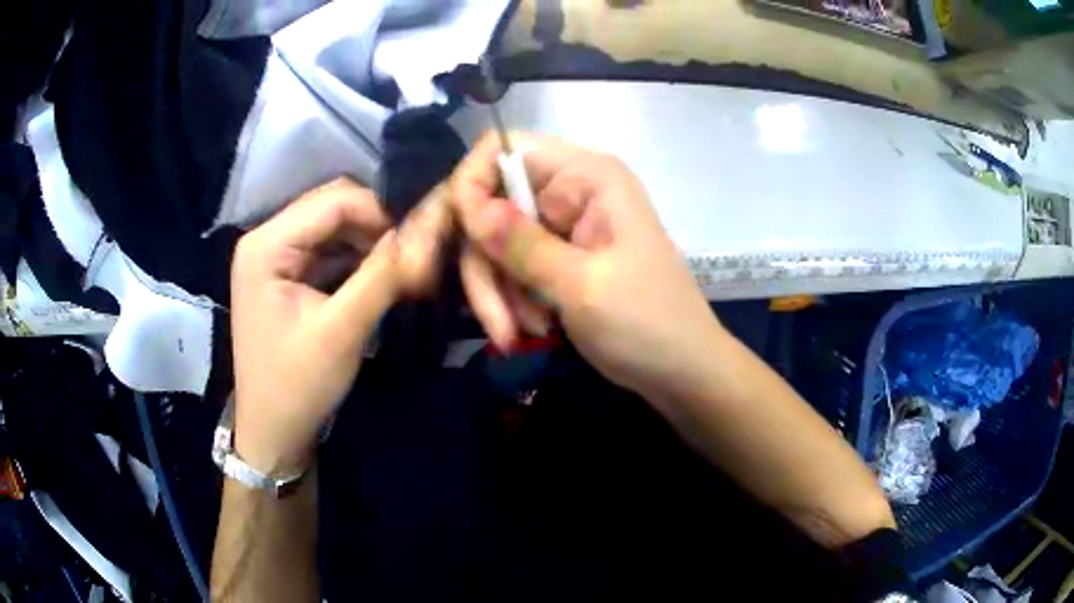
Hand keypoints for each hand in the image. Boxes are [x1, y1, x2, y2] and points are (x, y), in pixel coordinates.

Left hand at [230, 179, 449, 473]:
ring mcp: (274, 257)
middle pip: (331, 207)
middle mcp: (265, 239)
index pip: (333, 200)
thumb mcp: (342, 331)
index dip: (380, 212)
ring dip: (369, 242)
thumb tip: (427, 231)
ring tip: (402, 267)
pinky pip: (328, 251)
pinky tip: (379, 276)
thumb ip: (382, 276)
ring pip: (333, 227)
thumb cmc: (297, 384)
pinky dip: (357, 259)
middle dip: (376, 225)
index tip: (419, 242)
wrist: (273, 431)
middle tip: (412, 255)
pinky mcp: (286, 275)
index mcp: (266, 245)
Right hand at [451, 133, 723, 398]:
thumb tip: (465, 203)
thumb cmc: (648, 324)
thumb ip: (523, 244)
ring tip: (518, 334)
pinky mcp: (557, 257)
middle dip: (486, 264)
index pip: (506, 148)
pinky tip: (529, 331)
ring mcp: (563, 225)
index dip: (473, 185)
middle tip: (497, 321)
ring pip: (496, 242)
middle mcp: (570, 190)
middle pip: (492, 203)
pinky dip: (511, 300)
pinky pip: (512, 267)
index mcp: (587, 176)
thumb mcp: (583, 287)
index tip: (463, 237)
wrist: (681, 371)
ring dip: (499, 291)